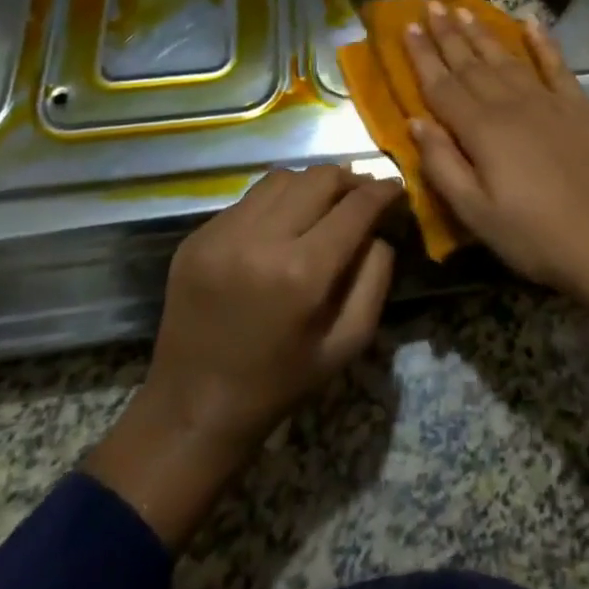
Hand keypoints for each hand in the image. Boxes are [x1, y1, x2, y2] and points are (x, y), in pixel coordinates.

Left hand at [84, 165, 398, 545]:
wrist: (193, 410)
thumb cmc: (280, 382)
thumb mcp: (348, 342)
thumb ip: (375, 278)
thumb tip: (378, 231)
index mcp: (302, 273)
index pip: (356, 207)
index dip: (383, 191)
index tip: (395, 189)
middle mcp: (261, 240)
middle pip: (320, 178)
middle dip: (350, 180)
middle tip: (361, 195)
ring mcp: (222, 234)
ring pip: (283, 178)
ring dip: (311, 185)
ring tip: (321, 204)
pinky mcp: (197, 236)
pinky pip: (249, 199)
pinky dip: (275, 203)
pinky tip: (280, 226)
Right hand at [403, 0, 588, 294]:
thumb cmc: (533, 235)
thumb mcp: (475, 213)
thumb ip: (441, 165)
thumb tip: (415, 121)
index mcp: (481, 130)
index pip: (442, 85)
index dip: (423, 56)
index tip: (409, 26)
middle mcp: (511, 104)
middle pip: (472, 63)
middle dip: (448, 34)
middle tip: (432, 4)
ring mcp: (548, 101)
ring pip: (507, 58)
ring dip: (484, 33)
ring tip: (465, 9)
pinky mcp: (578, 106)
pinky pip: (556, 65)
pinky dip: (543, 42)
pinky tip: (531, 23)